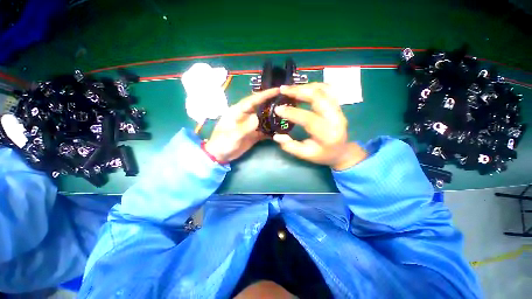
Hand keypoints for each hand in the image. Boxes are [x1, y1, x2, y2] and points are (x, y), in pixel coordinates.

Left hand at [204, 88, 279, 162]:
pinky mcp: (253, 134)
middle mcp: (245, 116)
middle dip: (272, 103)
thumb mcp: (232, 135)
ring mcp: (250, 125)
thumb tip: (257, 118)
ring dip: (273, 116)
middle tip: (286, 101)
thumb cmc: (222, 143)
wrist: (220, 155)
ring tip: (287, 114)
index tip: (278, 90)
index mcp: (238, 111)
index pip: (253, 100)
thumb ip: (245, 127)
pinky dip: (271, 130)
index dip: (265, 94)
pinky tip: (280, 130)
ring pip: (264, 118)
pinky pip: (264, 129)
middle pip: (261, 107)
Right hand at [272, 83, 366, 169]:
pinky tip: (303, 88)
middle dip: (299, 91)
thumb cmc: (323, 154)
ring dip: (305, 86)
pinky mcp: (338, 105)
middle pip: (318, 97)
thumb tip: (277, 136)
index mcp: (327, 134)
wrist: (342, 151)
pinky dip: (314, 86)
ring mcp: (339, 110)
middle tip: (283, 89)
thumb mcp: (306, 155)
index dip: (292, 113)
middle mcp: (336, 119)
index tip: (278, 109)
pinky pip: (328, 89)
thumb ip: (291, 146)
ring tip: (290, 88)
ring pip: (324, 90)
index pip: (309, 119)